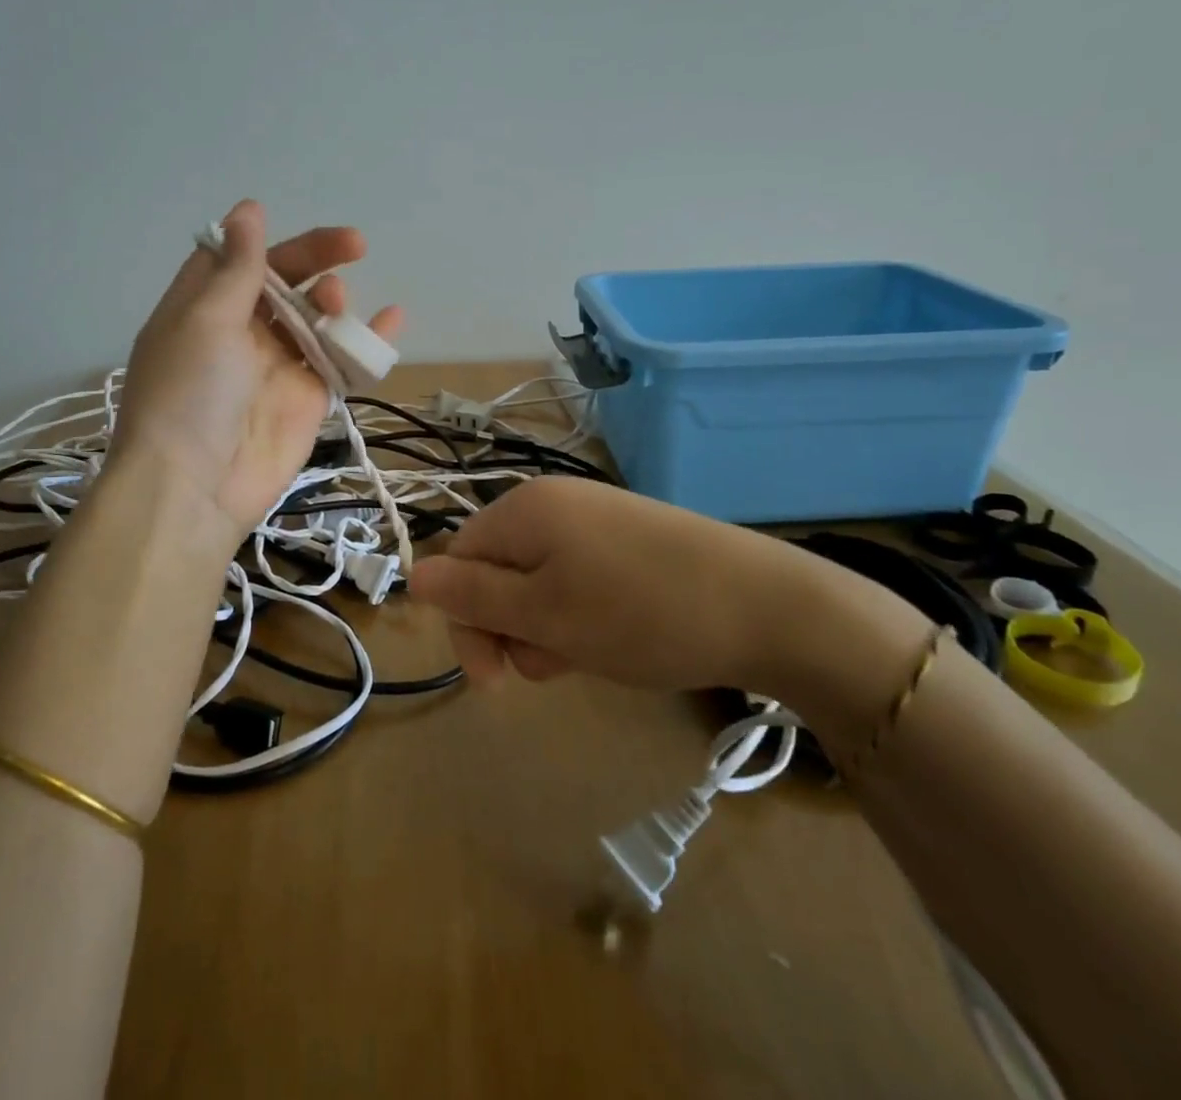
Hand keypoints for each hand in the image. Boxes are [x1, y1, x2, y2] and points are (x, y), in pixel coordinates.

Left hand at [110, 200, 404, 537]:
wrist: (195, 488)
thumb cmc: (189, 393)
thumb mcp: (205, 320)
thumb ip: (238, 268)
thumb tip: (248, 209)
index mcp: (203, 308)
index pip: (238, 259)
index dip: (268, 240)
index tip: (297, 227)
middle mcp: (240, 332)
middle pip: (284, 282)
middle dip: (316, 261)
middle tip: (352, 248)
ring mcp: (277, 365)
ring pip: (316, 318)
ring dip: (334, 301)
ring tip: (338, 305)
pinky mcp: (308, 397)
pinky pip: (341, 360)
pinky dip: (366, 340)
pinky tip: (392, 319)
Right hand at [410, 476, 866, 692]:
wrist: (766, 606)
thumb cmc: (640, 614)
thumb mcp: (544, 616)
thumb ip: (474, 598)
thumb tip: (414, 577)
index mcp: (524, 510)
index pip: (458, 562)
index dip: (466, 620)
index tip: (497, 677)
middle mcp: (554, 503)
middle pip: (497, 572)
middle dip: (512, 627)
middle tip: (554, 665)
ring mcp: (595, 520)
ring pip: (539, 583)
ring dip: (548, 628)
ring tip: (591, 655)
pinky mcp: (628, 540)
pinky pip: (578, 579)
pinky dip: (582, 615)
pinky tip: (616, 639)